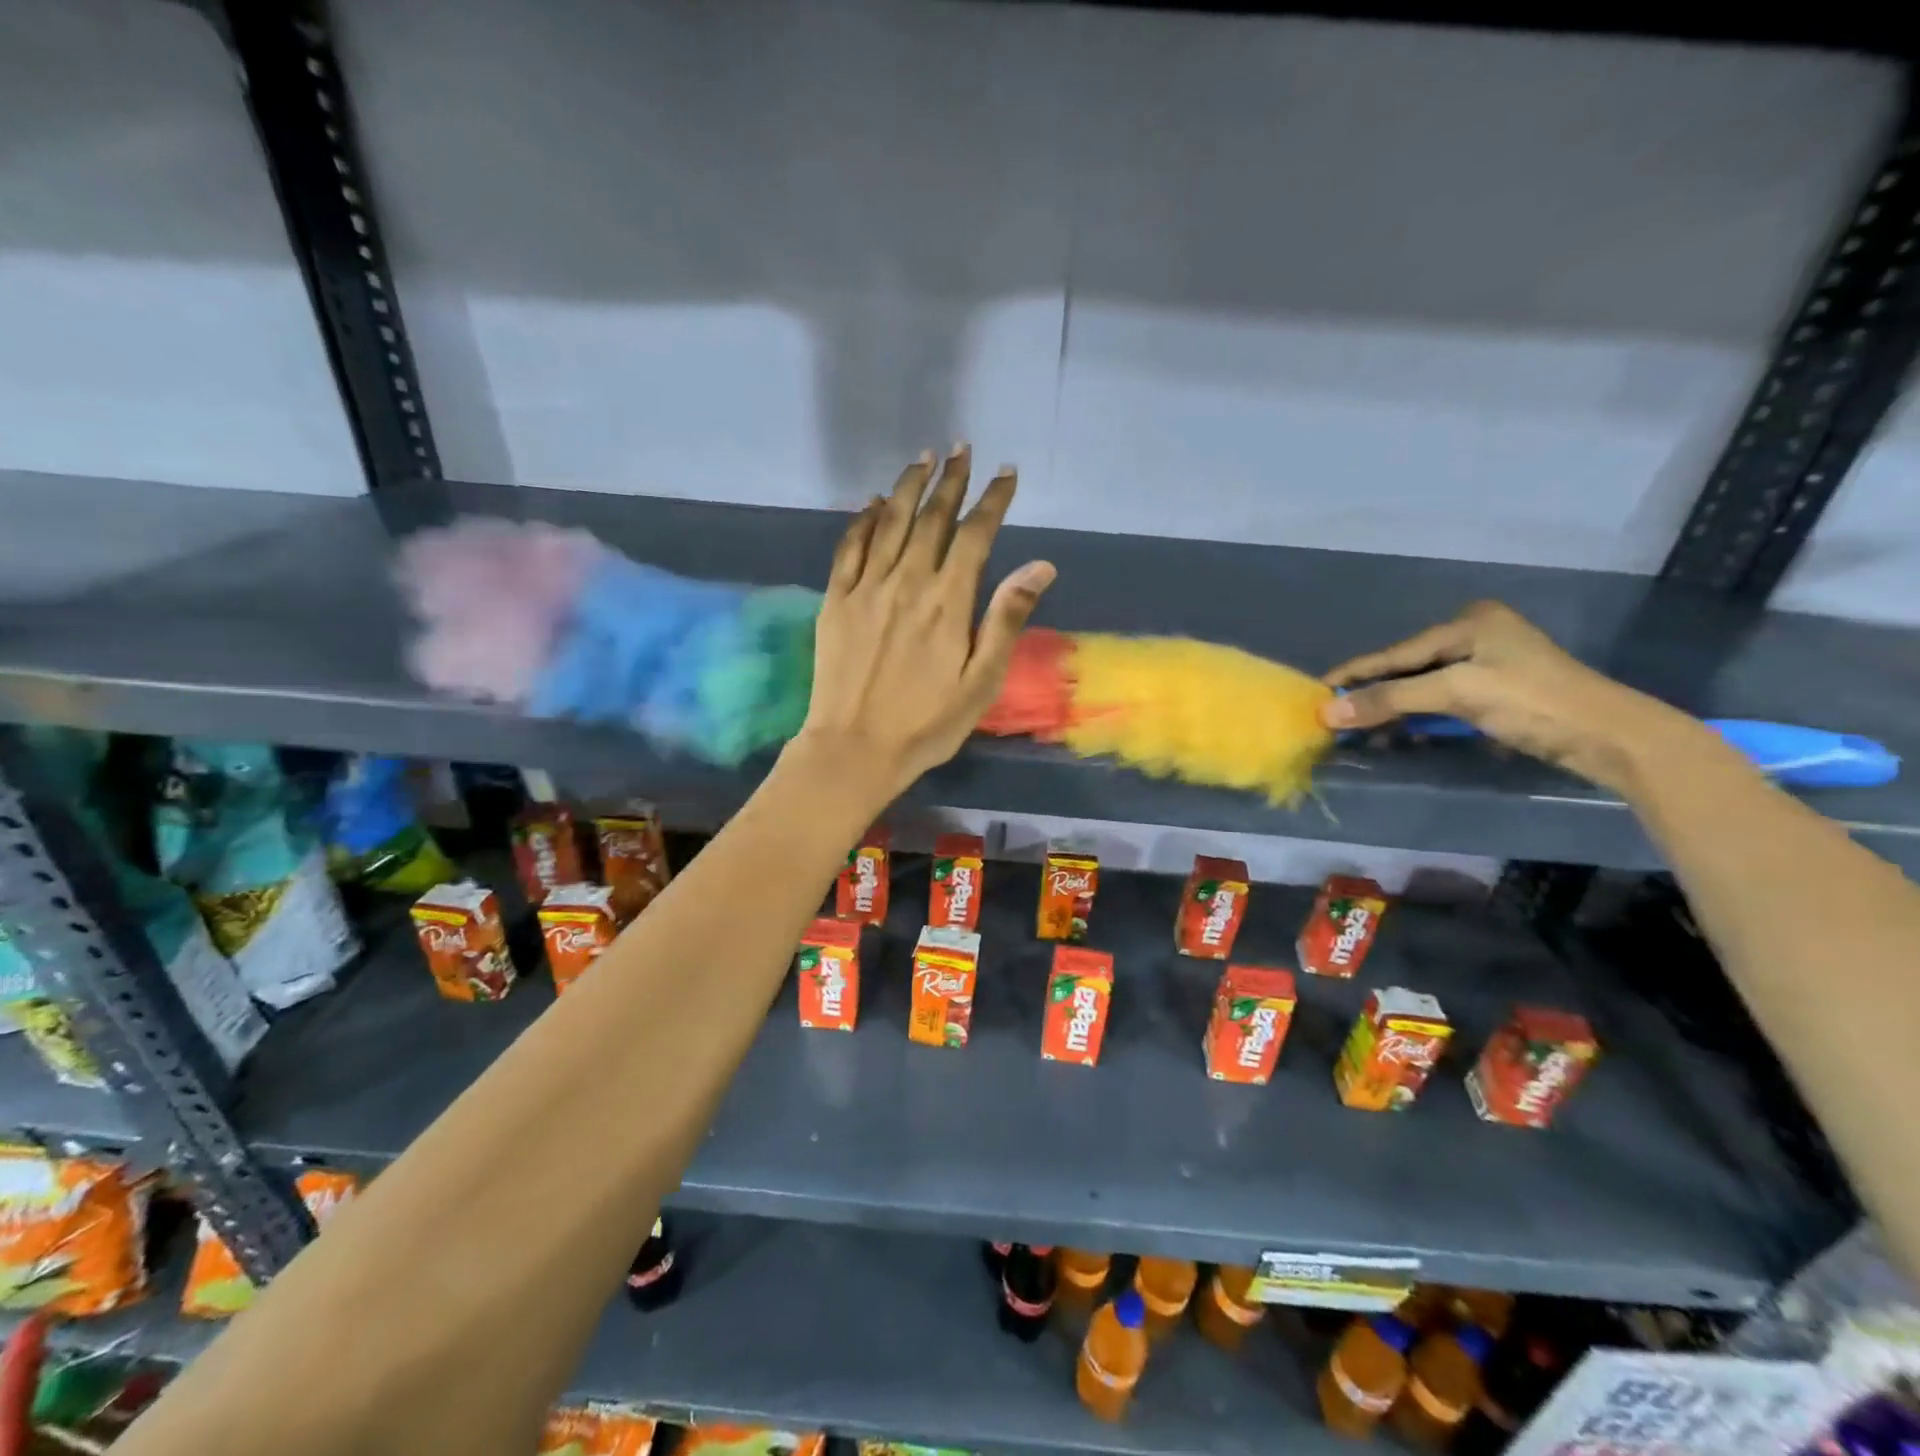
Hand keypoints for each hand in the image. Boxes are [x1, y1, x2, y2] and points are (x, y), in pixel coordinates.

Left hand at [792, 446, 1055, 803]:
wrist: (854, 749)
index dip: (992, 500)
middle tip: (962, 449)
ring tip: (923, 458)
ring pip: (889, 522)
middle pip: (931, 518)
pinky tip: (872, 502)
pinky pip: (849, 547)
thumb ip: (1007, 619)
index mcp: (948, 602)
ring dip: (908, 486)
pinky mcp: (835, 601)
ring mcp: (866, 588)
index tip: (1005, 472)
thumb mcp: (981, 682)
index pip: (975, 535)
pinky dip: (862, 520)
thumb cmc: (927, 723)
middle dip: (950, 480)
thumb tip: (1041, 566)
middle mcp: (907, 582)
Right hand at [1319, 601, 1691, 792]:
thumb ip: (1390, 699)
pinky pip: (1440, 700)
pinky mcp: (1497, 691)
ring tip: (1357, 729)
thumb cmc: (1532, 702)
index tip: (1316, 690)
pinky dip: (1417, 716)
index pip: (1395, 652)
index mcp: (1468, 622)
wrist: (1609, 737)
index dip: (1354, 674)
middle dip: (1372, 693)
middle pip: (1407, 667)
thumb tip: (1328, 712)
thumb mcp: (1456, 694)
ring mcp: (1488, 663)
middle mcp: (1475, 635)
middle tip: (1334, 715)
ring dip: (1392, 709)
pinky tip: (1397, 732)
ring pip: (1422, 685)